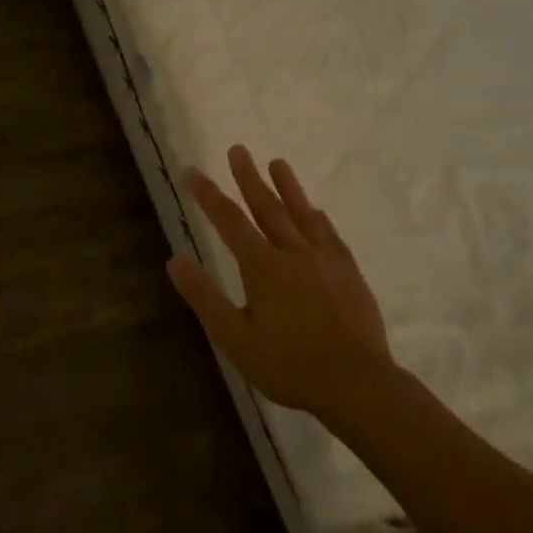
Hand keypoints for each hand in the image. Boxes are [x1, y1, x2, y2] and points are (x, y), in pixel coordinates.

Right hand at [168, 147, 393, 418]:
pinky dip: (318, 217)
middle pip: (267, 206)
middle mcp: (293, 252)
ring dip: (287, 186)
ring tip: (277, 162)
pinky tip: (316, 209)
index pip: (229, 221)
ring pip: (301, 213)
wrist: (357, 383)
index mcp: (262, 267)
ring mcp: (325, 259)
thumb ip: (205, 297)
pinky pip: (329, 234)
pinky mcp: (348, 271)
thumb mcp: (236, 338)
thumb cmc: (289, 365)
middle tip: (238, 149)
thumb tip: (175, 260)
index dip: (209, 195)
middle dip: (248, 177)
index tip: (192, 171)